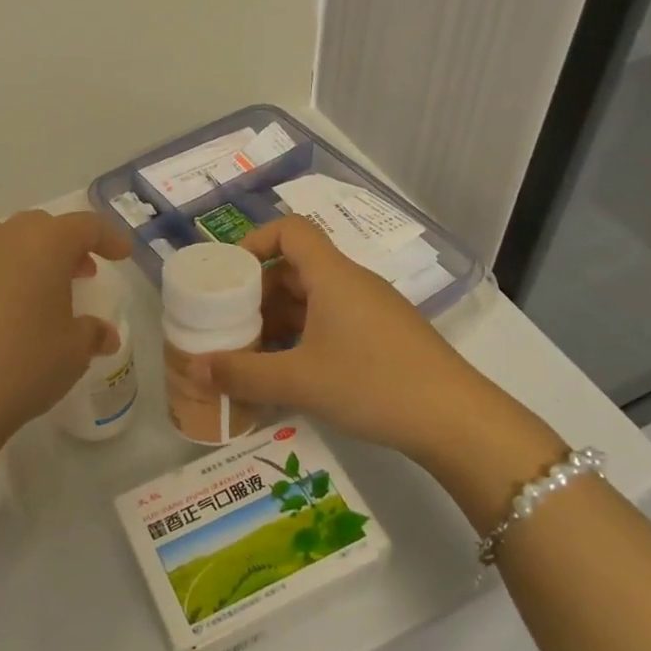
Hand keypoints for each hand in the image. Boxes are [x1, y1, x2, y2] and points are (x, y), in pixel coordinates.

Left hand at [0, 210, 133, 459]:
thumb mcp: (72, 353)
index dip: (109, 238)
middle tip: (80, 273)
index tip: (121, 255)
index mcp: (47, 244)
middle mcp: (5, 234)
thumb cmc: (22, 368)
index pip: (86, 226)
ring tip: (32, 283)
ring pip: (4, 236)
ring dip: (26, 252)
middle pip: (44, 228)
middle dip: (66, 246)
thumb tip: (104, 334)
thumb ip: (92, 334)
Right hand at [196, 217, 560, 480]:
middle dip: (257, 293)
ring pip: (313, 299)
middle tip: (228, 324)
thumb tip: (195, 368)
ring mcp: (371, 310)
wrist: (456, 420)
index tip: (227, 276)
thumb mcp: (299, 380)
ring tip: (250, 354)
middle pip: (295, 267)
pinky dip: (303, 337)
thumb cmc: (373, 384)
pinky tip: (289, 372)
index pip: (289, 229)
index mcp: (332, 275)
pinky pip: (331, 322)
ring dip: (278, 319)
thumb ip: (243, 374)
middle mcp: (352, 283)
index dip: (254, 241)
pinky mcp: (383, 337)